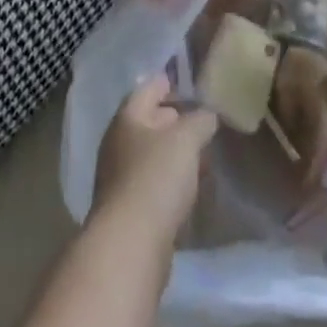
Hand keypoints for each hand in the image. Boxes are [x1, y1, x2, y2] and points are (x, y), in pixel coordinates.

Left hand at [92, 74, 217, 248]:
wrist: (130, 245)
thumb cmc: (156, 178)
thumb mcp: (186, 139)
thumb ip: (200, 120)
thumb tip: (207, 115)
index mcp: (127, 118)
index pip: (148, 88)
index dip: (168, 82)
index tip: (189, 81)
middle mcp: (118, 143)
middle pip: (148, 122)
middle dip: (175, 119)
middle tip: (202, 119)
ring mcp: (121, 177)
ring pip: (152, 154)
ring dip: (175, 152)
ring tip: (203, 154)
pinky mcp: (129, 210)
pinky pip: (154, 183)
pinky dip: (172, 179)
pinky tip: (191, 188)